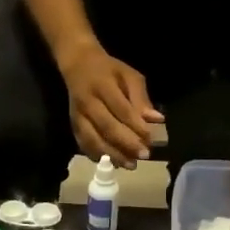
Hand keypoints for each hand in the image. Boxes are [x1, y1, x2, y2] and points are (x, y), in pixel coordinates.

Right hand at [57, 44, 163, 168]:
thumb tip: (156, 120)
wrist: (77, 65)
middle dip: (127, 144)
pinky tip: (113, 163)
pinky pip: (84, 144)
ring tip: (130, 164)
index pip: (121, 109)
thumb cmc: (109, 71)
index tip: (150, 139)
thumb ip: (141, 98)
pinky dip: (98, 156)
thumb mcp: (129, 76)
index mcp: (103, 85)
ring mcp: (77, 115)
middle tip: (144, 155)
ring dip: (113, 154)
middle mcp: (87, 102)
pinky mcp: (72, 125)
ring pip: (93, 139)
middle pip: (107, 127)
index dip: (136, 126)